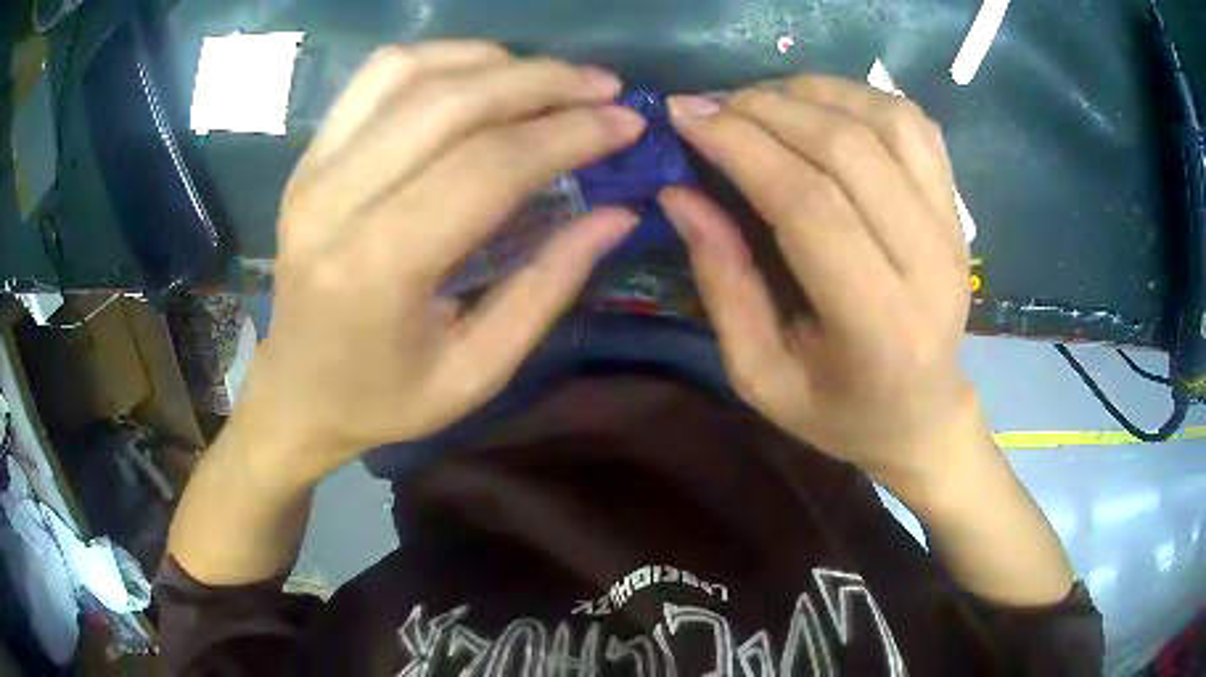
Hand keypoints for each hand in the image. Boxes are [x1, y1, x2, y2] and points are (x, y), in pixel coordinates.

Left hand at [237, 42, 645, 483]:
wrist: (296, 393)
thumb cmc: (384, 400)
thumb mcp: (479, 370)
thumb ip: (549, 285)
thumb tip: (619, 213)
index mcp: (377, 267)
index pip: (488, 165)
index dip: (569, 134)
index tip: (626, 124)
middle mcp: (335, 201)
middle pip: (452, 102)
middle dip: (544, 82)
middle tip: (604, 88)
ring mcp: (313, 169)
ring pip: (412, 71)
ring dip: (494, 62)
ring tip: (550, 79)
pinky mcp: (309, 156)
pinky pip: (377, 77)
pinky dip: (441, 59)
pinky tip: (483, 74)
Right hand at [660, 77, 983, 488]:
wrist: (923, 414)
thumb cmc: (839, 412)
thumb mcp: (760, 375)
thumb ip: (723, 284)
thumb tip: (680, 194)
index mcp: (879, 326)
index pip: (810, 204)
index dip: (742, 147)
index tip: (685, 116)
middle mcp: (929, 264)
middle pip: (848, 150)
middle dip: (766, 110)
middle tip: (709, 105)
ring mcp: (952, 228)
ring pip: (886, 121)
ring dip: (811, 93)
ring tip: (758, 99)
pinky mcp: (957, 209)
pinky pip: (914, 125)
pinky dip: (858, 96)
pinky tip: (817, 105)